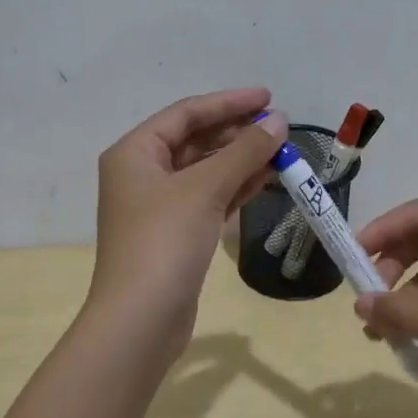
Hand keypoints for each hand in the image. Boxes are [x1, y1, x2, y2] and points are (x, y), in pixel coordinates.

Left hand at [85, 89, 288, 363]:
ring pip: (205, 171)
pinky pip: (209, 198)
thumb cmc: (164, 241)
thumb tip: (279, 121)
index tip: (268, 97)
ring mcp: (158, 206)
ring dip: (241, 160)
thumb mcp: (205, 188)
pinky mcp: (175, 234)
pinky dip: (235, 187)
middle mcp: (142, 173)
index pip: (187, 114)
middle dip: (237, 132)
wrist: (140, 320)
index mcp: (135, 152)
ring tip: (282, 151)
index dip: (229, 103)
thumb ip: (244, 151)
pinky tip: (266, 179)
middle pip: (195, 140)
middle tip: (280, 127)